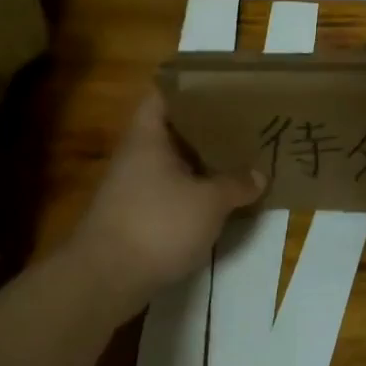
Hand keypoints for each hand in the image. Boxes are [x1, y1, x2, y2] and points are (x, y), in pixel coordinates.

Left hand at [67, 93, 263, 290]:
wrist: (105, 280)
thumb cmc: (157, 224)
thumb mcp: (209, 202)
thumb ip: (237, 184)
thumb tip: (260, 175)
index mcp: (149, 137)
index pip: (164, 94)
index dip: (192, 86)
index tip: (224, 86)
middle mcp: (138, 155)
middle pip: (174, 129)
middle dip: (207, 126)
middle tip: (244, 121)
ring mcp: (134, 187)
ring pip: (174, 162)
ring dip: (203, 161)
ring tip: (240, 156)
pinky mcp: (137, 216)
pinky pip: (172, 191)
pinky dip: (195, 190)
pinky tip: (221, 196)